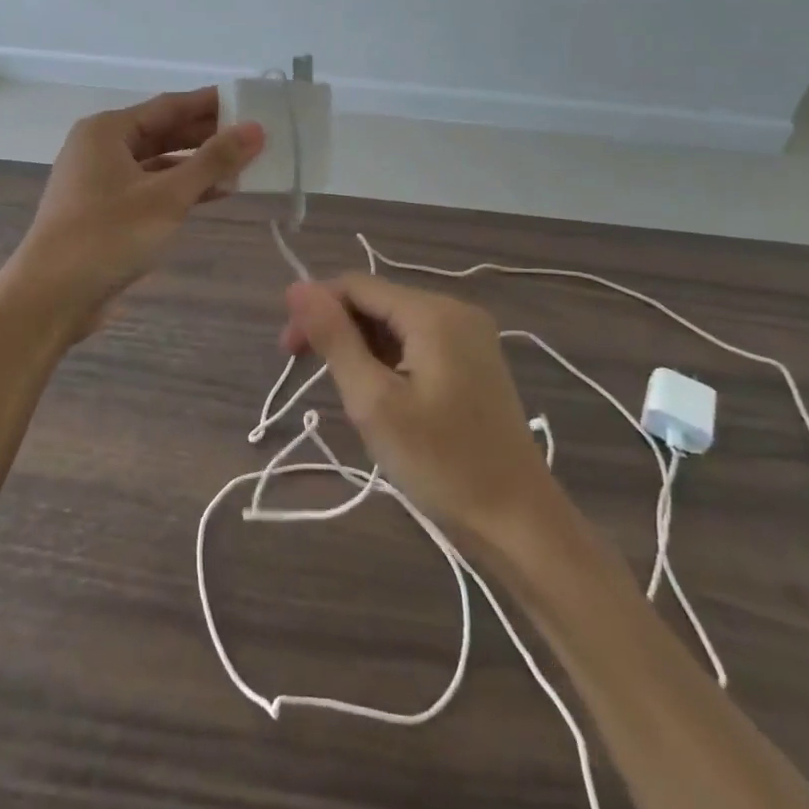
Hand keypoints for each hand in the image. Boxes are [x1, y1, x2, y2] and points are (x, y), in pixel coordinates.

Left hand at [5, 88, 263, 338]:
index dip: (211, 104)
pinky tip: (215, 195)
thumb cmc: (108, 235)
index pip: (169, 105)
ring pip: (158, 163)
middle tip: (254, 137)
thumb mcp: (168, 196)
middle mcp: (100, 148)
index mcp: (108, 130)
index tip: (250, 102)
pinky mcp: (104, 211)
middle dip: (207, 136)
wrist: (51, 297)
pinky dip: (180, 189)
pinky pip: (150, 188)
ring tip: (243, 168)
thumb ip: (213, 161)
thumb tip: (255, 129)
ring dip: (197, 165)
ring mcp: (100, 181)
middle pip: (163, 132)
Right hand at [281, 274, 554, 553]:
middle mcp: (454, 309)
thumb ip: (334, 338)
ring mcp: (469, 335)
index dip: (315, 308)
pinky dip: (388, 360)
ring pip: (395, 323)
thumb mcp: (374, 401)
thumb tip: (296, 287)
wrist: (520, 523)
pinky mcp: (474, 359)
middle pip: (377, 301)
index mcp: (432, 312)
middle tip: (307, 374)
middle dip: (337, 329)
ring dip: (361, 347)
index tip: (288, 351)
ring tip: (349, 394)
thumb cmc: (441, 464)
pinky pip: (417, 342)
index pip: (356, 286)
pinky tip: (380, 394)